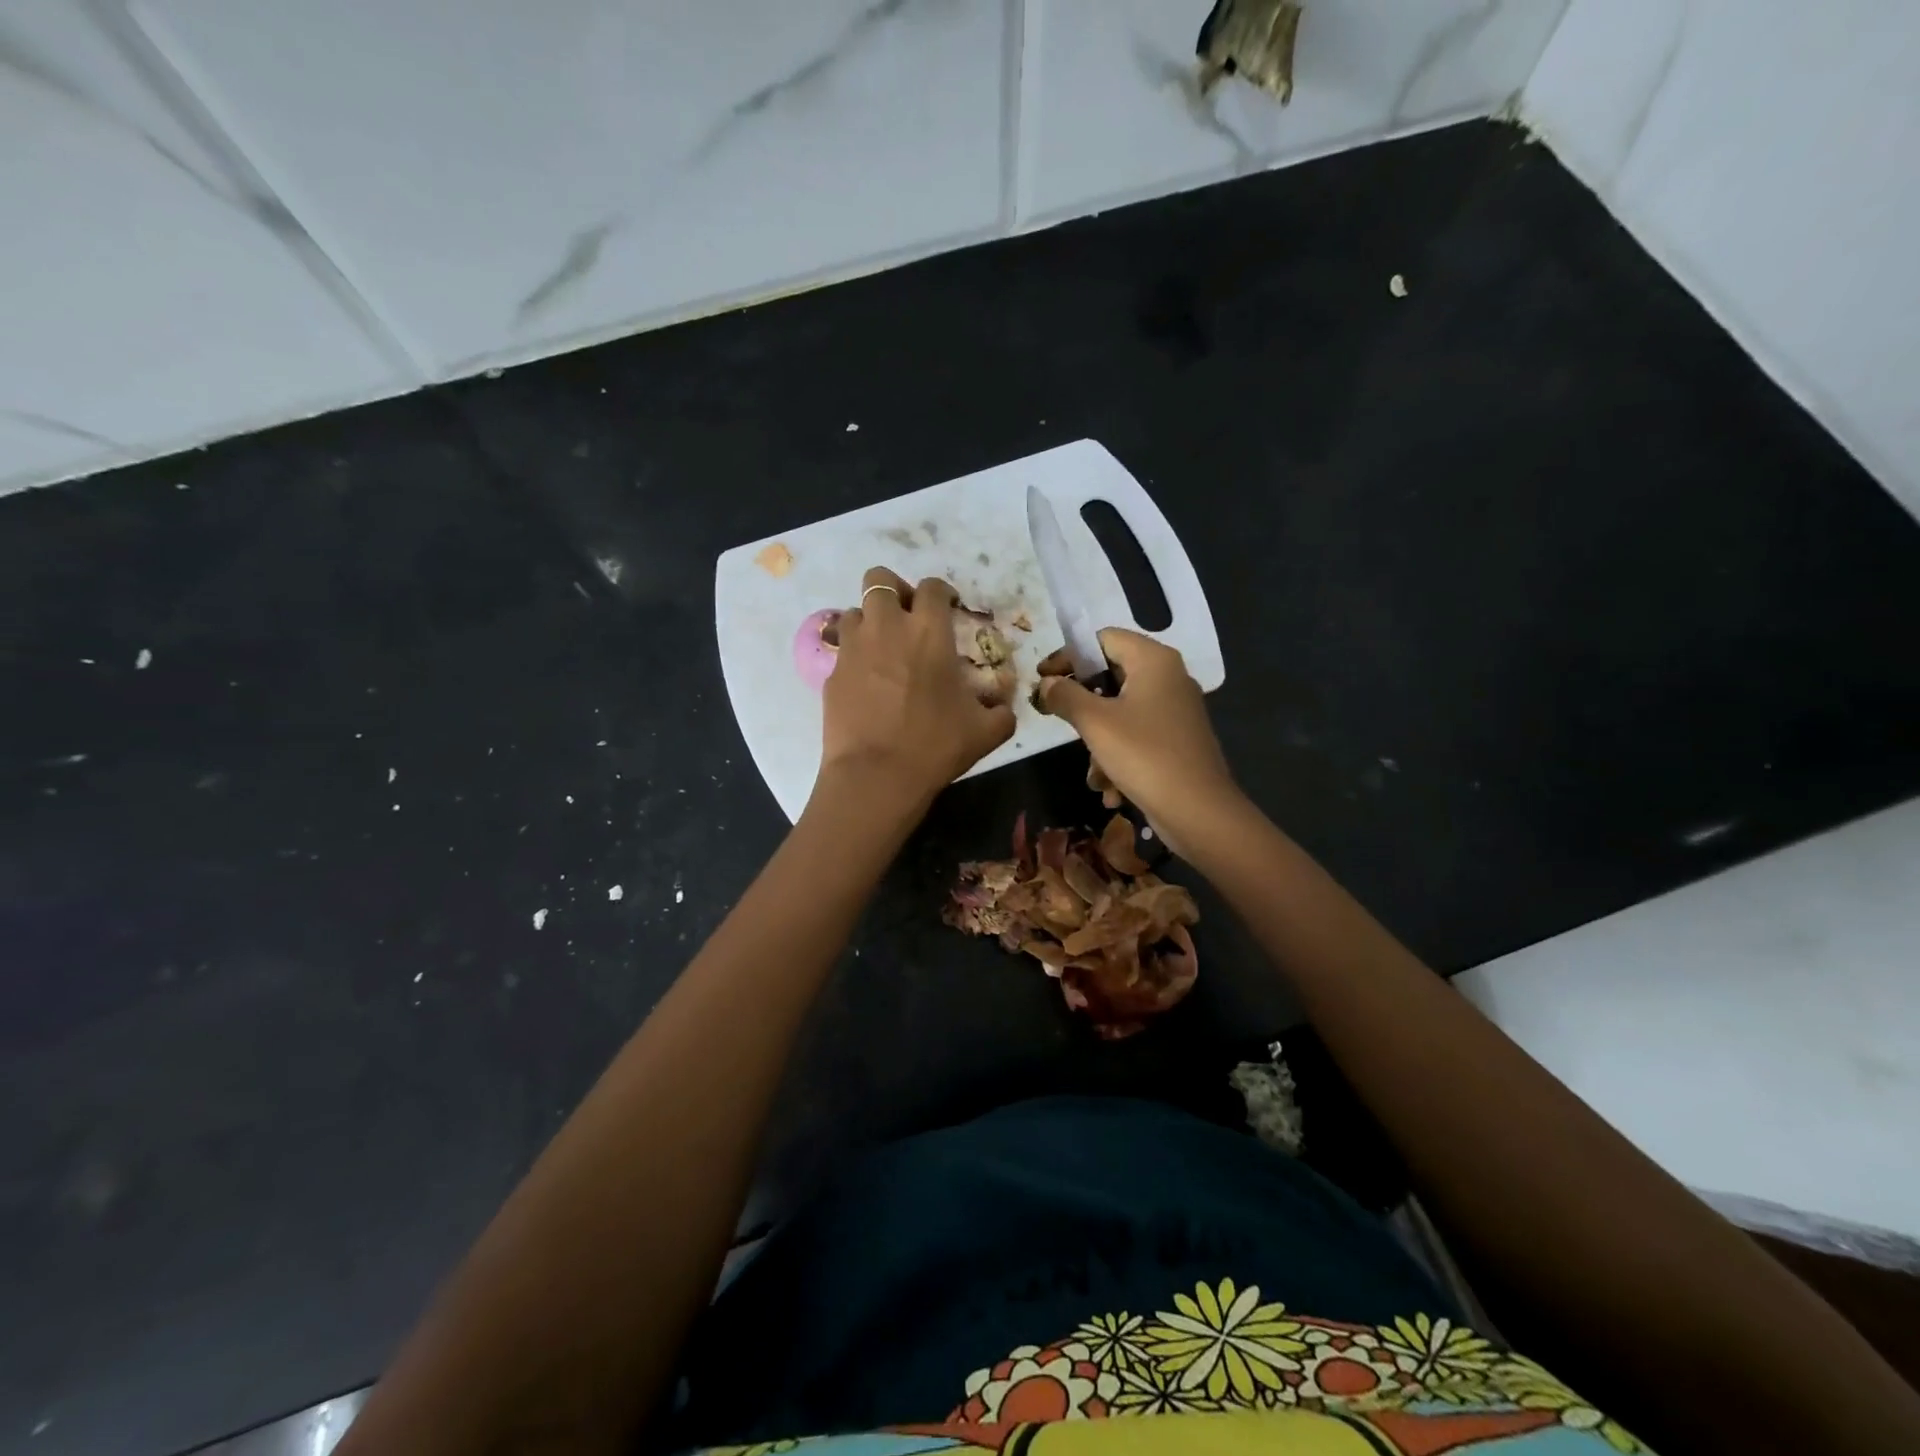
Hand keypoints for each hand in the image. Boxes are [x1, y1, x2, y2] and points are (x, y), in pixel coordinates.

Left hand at [818, 567, 1015, 806]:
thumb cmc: (935, 746)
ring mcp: (854, 648)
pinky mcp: (832, 673)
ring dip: (870, 621)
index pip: (932, 587)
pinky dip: (855, 656)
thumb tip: (1004, 708)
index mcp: (929, 632)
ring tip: (882, 648)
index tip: (947, 609)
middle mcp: (887, 627)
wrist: (876, 776)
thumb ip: (1001, 712)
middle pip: (880, 579)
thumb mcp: (985, 732)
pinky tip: (866, 682)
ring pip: (855, 610)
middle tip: (906, 617)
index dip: (941, 592)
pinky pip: (842, 649)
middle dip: (894, 590)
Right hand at [1037, 628, 1242, 855]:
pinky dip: (1119, 759)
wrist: (1199, 812)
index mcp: (1153, 661)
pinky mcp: (1177, 741)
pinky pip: (1137, 738)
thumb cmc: (1144, 756)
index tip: (1044, 681)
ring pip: (1120, 713)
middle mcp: (1168, 677)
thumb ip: (1065, 696)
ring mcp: (1176, 711)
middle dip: (1083, 707)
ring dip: (1099, 743)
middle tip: (1059, 721)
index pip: (1102, 638)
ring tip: (1093, 774)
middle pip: (1111, 676)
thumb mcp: (1095, 723)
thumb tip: (1047, 684)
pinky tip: (1111, 790)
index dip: (1069, 656)